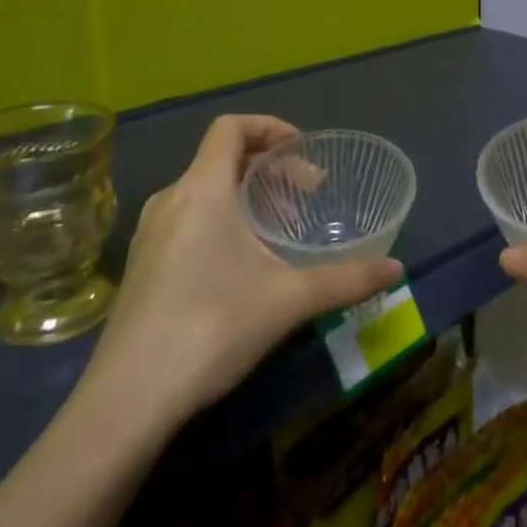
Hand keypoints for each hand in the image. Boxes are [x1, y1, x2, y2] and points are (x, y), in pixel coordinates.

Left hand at [79, 115, 403, 426]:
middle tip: (307, 197)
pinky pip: (188, 219)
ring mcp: (150, 234)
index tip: (304, 152)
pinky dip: (223, 220)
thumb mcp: (289, 300)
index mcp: (202, 190)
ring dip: (247, 196)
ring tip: (280, 231)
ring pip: (205, 191)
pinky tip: (243, 265)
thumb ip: (347, 279)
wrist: (128, 399)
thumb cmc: (212, 328)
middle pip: (222, 159)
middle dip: (270, 169)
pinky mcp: (142, 265)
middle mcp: (170, 200)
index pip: (230, 127)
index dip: (270, 127)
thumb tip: (398, 270)